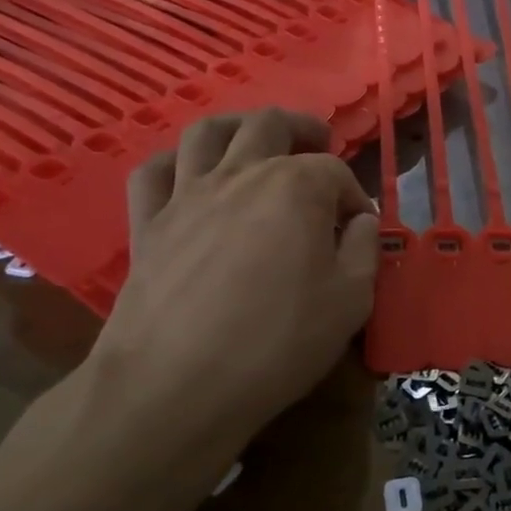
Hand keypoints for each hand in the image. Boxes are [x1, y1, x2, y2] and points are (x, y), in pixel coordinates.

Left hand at [0, 110, 376, 510]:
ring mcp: (187, 195)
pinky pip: (153, 171)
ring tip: (255, 139)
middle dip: (302, 129)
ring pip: (208, 132)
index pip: (335, 172)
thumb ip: (363, 249)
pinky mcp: (147, 223)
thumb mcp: (351, 301)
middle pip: (270, 125)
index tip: (357, 229)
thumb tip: (358, 222)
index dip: (353, 196)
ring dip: (238, 126)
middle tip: (318, 144)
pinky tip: (190, 173)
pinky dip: (175, 162)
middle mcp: (240, 174)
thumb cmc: (277, 342)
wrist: (176, 386)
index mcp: (296, 187)